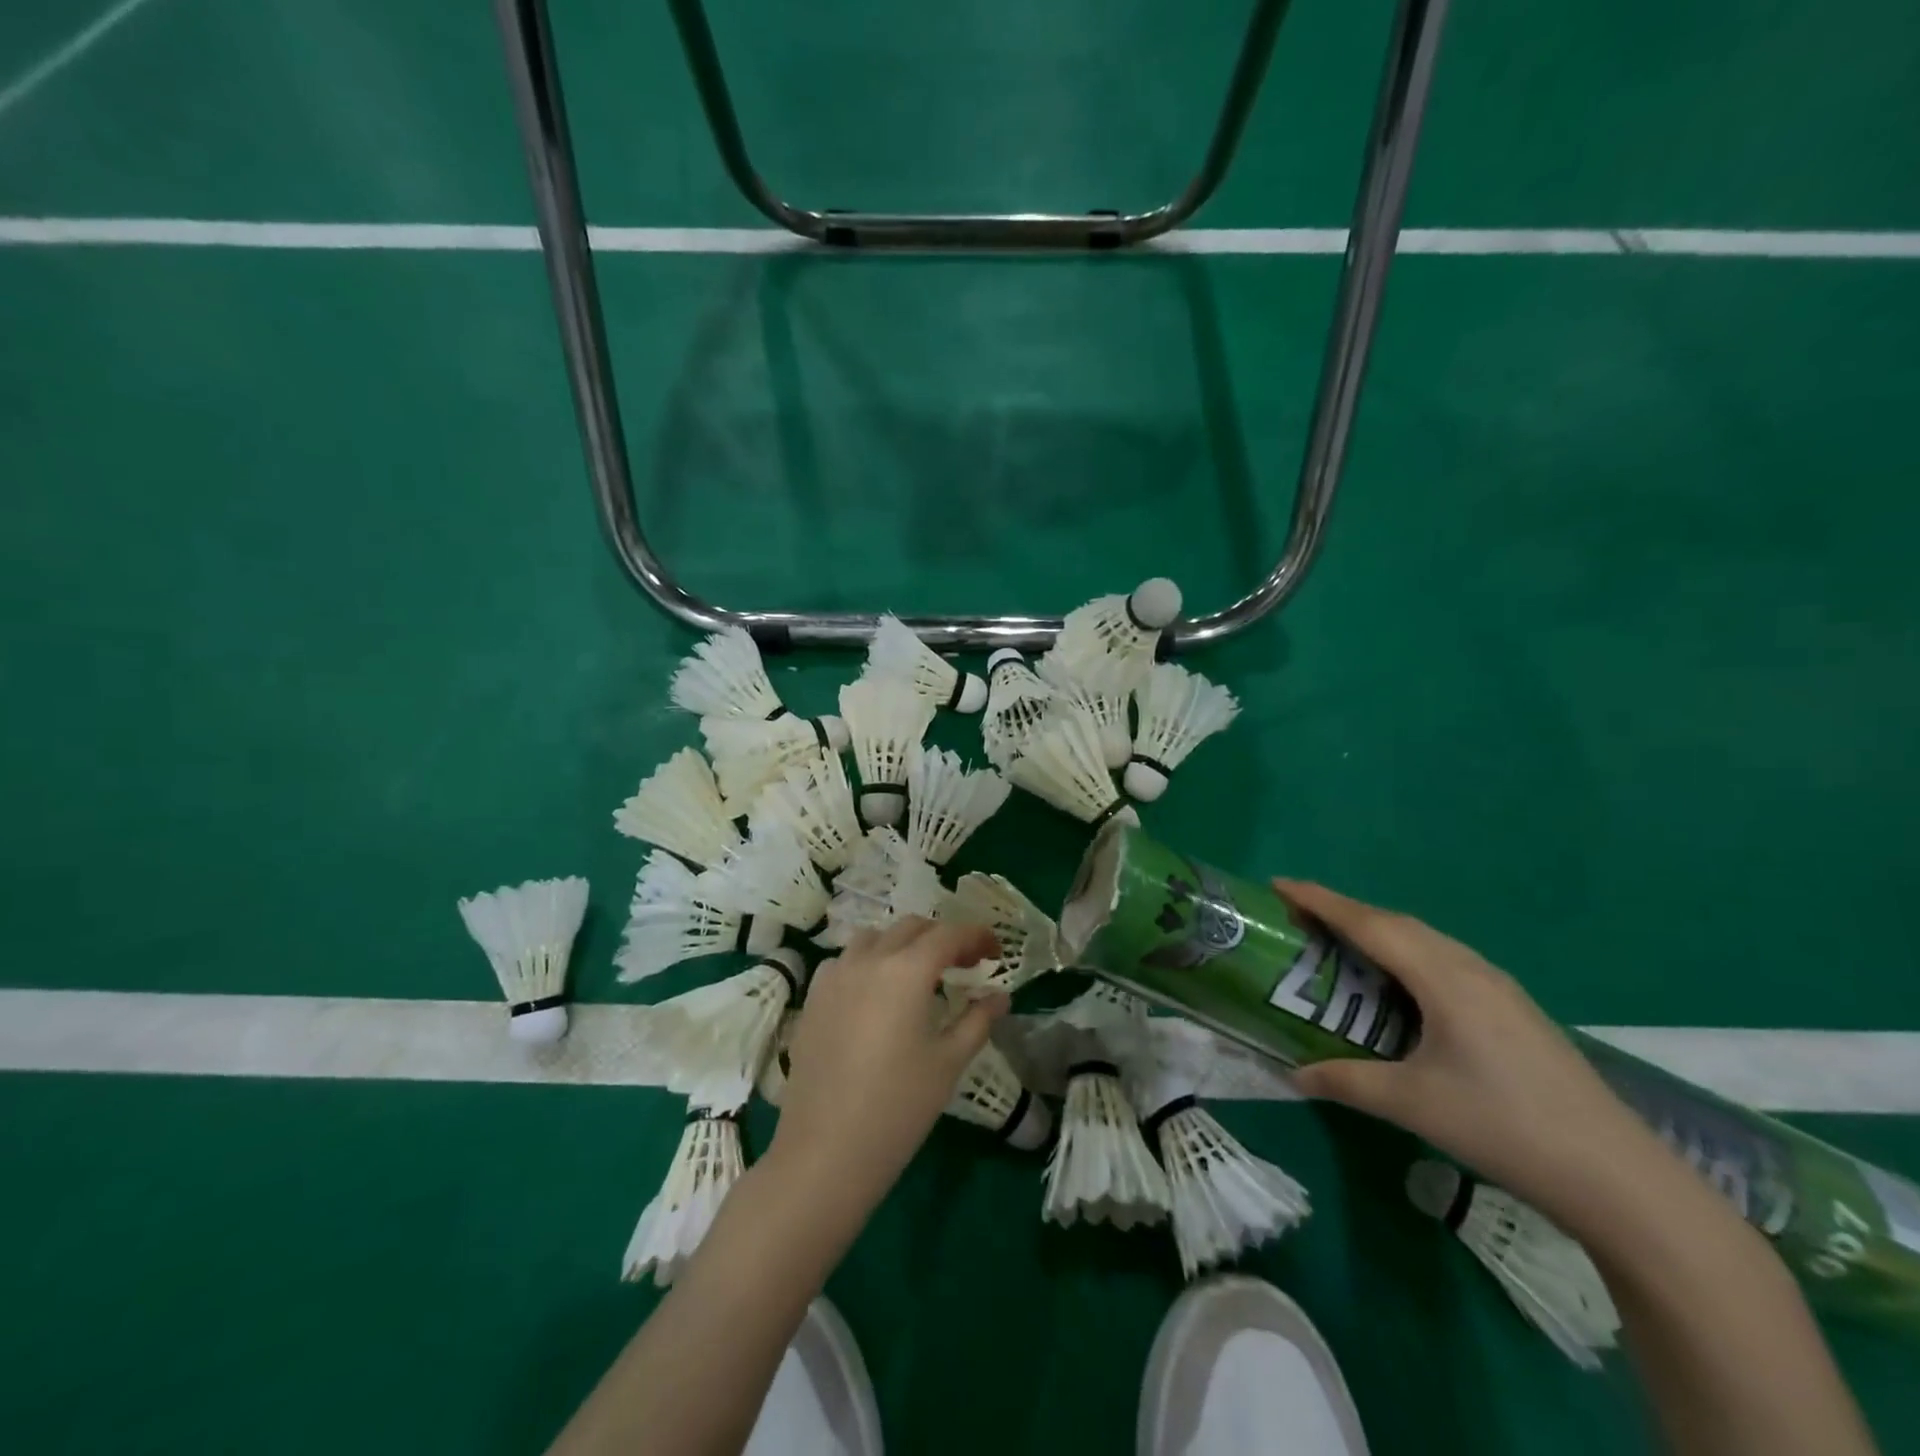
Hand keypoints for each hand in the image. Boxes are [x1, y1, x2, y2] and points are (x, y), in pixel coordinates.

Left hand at [769, 918, 1007, 1215]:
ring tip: (920, 974)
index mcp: (907, 970)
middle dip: (943, 938)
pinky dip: (869, 961)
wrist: (825, 1151)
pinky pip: (845, 960)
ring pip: (875, 937)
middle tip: (965, 965)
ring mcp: (835, 976)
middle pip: (912, 928)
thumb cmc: (898, 1107)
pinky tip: (876, 993)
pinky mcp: (813, 998)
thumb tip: (1000, 996)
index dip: (976, 936)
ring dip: (903, 944)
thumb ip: (978, 1020)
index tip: (995, 951)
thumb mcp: (949, 1063)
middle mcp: (869, 960)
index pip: (949, 935)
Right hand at [1276, 879, 1667, 1238]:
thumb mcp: (1413, 1104)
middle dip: (1344, 911)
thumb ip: (1347, 1081)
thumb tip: (1294, 1074)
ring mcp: (1498, 986)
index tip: (1279, 884)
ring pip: (1424, 939)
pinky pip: (1444, 959)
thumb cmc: (1504, 1127)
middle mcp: (1470, 968)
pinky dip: (1406, 953)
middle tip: (1300, 915)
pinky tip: (1400, 983)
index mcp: (1443, 979)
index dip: (1320, 901)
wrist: (1619, 1178)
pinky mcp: (1513, 1008)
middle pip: (1396, 923)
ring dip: (1378, 930)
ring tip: (1341, 942)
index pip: (1369, 924)